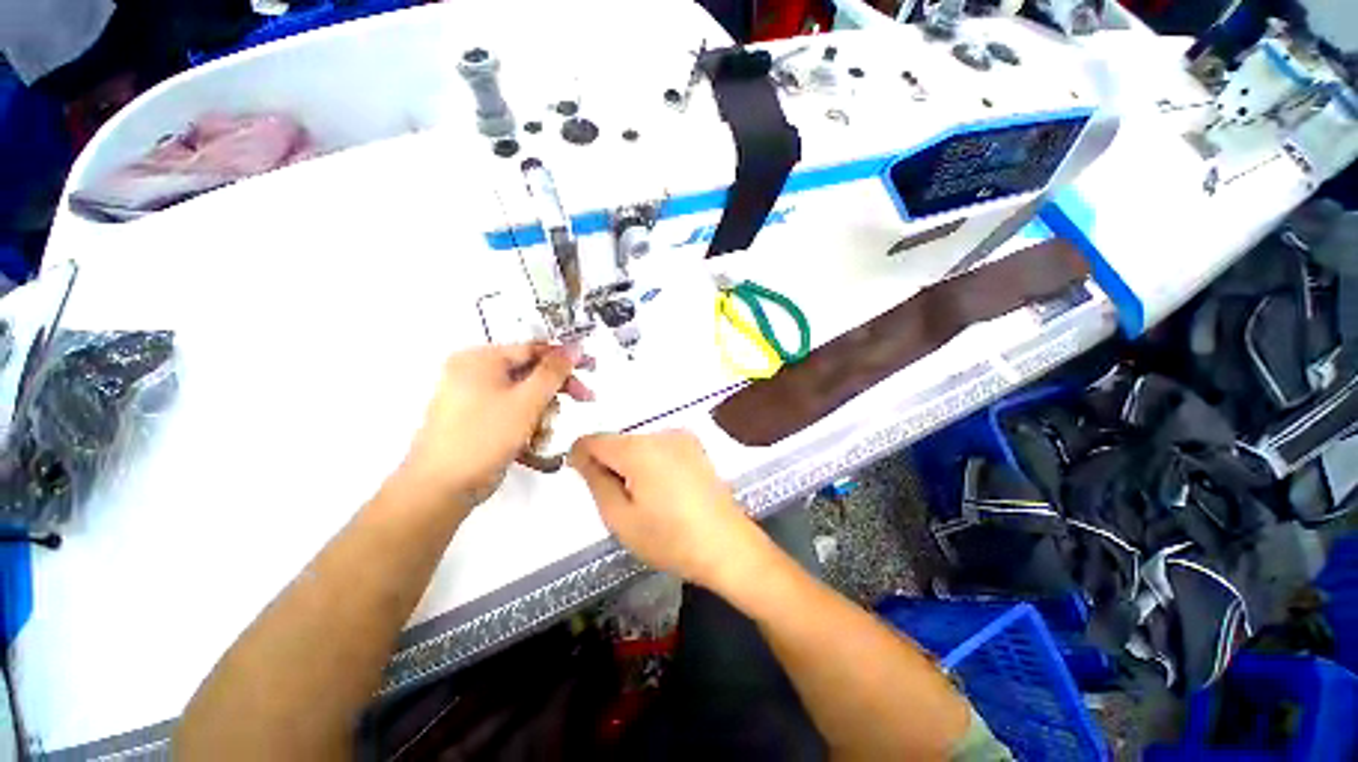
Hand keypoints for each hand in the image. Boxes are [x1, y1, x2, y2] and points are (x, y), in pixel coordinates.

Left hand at [396, 343, 590, 511]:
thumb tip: (574, 346)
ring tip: (544, 431)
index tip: (591, 367)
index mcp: (481, 359)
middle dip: (556, 389)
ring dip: (542, 411)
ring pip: (524, 394)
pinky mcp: (478, 419)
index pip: (533, 349)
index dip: (565, 358)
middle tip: (585, 398)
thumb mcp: (527, 400)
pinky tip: (533, 441)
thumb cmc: (486, 436)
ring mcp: (474, 397)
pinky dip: (527, 422)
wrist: (442, 487)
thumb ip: (554, 372)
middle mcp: (474, 372)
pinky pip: (512, 410)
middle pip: (529, 372)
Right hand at [569, 431, 763, 588]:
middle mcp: (661, 433)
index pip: (595, 439)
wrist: (727, 545)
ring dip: (631, 464)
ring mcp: (682, 437)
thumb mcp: (620, 518)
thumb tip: (581, 456)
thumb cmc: (670, 539)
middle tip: (619, 501)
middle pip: (619, 441)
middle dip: (610, 464)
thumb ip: (596, 481)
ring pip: (639, 445)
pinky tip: (664, 491)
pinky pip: (659, 448)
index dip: (581, 456)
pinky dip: (651, 463)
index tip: (583, 478)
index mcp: (639, 449)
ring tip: (645, 500)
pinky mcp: (695, 446)